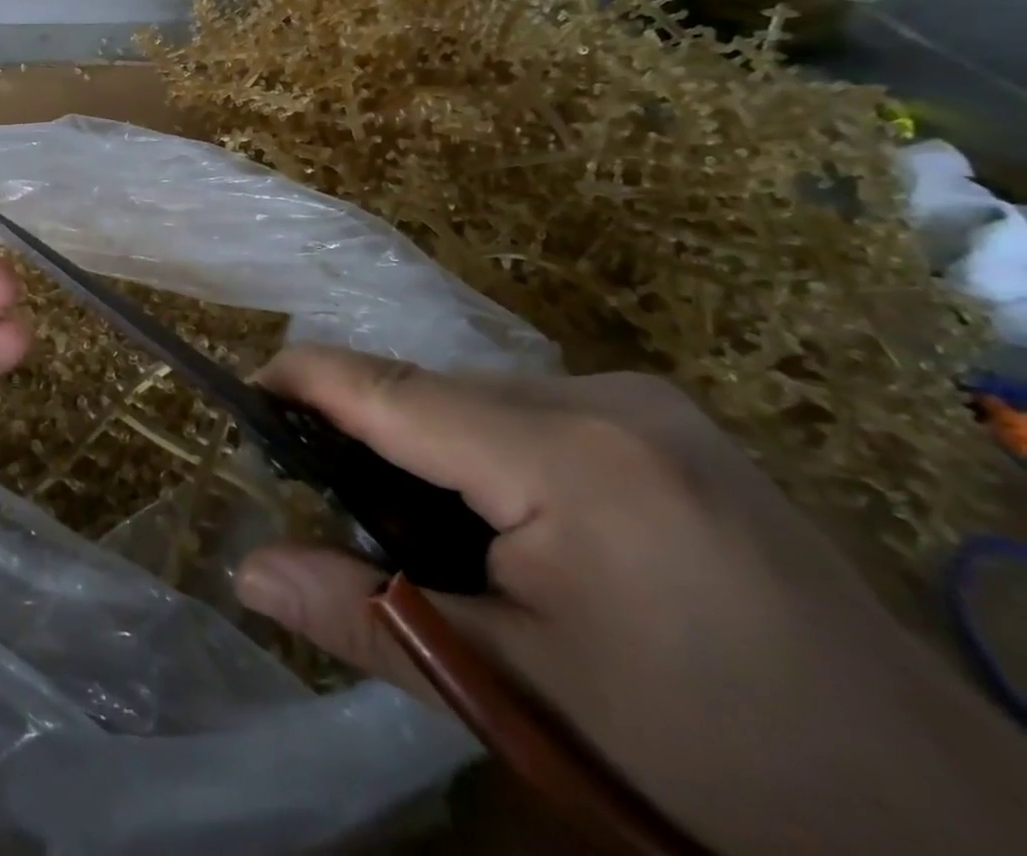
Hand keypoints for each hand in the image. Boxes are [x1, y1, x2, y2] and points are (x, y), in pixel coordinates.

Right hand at [234, 350, 1026, 855]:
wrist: (946, 829)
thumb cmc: (708, 768)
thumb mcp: (517, 696)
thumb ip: (366, 618)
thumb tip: (248, 570)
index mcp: (568, 455)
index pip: (392, 388)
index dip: (306, 379)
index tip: (243, 392)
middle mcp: (605, 397)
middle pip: (434, 388)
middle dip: (368, 429)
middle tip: (330, 500)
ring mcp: (648, 402)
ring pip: (480, 396)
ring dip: (427, 443)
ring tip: (416, 526)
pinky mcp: (669, 422)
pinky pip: (531, 410)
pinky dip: (484, 447)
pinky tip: (501, 520)